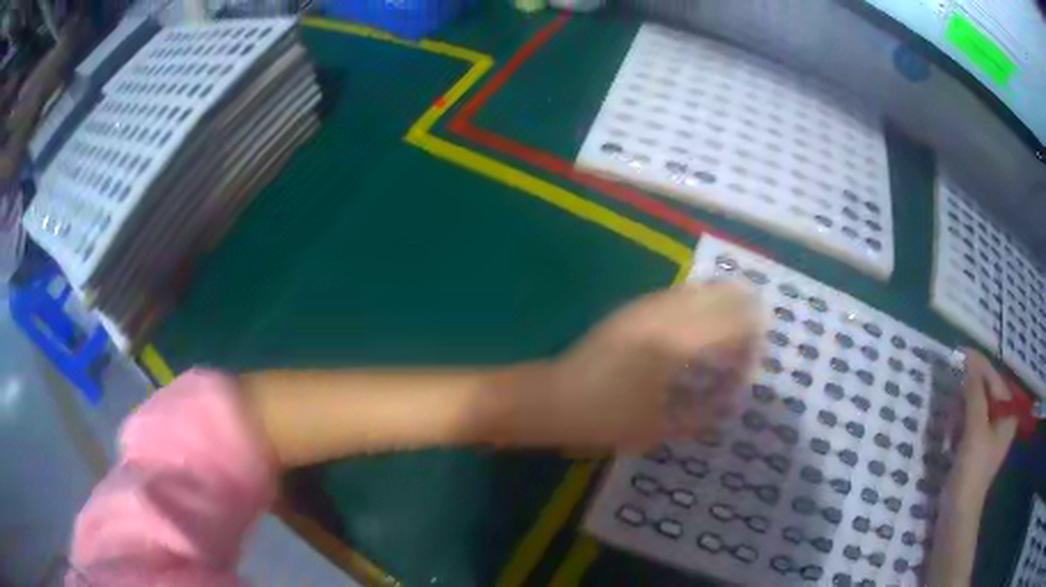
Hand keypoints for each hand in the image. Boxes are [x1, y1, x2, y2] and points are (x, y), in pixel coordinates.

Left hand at [540, 282, 759, 449]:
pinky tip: (698, 313)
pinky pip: (673, 296)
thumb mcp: (659, 427)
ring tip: (734, 312)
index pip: (728, 326)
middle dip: (741, 308)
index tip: (758, 349)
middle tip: (755, 324)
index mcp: (675, 345)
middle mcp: (663, 317)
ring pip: (694, 291)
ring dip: (719, 298)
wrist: (553, 399)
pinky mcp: (629, 311)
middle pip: (716, 298)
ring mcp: (644, 310)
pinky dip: (696, 300)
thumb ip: (702, 413)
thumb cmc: (606, 418)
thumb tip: (732, 400)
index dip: (750, 335)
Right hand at [951, 349, 1017, 498]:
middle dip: (967, 395)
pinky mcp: (976, 449)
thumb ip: (974, 394)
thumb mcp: (975, 431)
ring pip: (975, 408)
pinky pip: (968, 424)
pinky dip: (958, 426)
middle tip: (951, 397)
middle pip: (985, 393)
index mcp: (1008, 414)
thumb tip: (968, 360)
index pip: (994, 380)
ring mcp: (989, 436)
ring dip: (960, 412)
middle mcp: (1002, 420)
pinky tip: (949, 438)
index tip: (960, 354)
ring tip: (948, 427)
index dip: (978, 368)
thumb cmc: (971, 473)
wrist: (956, 518)